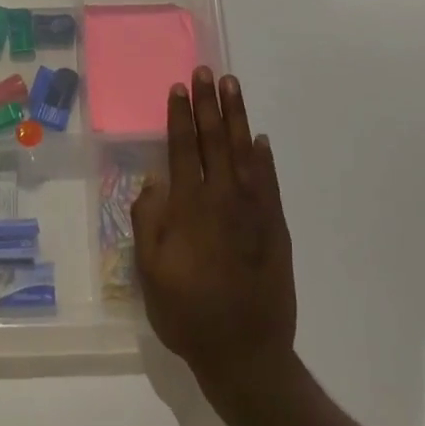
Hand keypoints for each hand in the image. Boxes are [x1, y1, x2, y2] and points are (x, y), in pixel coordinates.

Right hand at [132, 68, 296, 401]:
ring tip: (232, 87)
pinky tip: (259, 139)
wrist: (246, 353)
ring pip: (244, 153)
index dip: (179, 117)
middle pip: (214, 141)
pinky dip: (264, 157)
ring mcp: (254, 212)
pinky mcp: (276, 228)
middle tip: (207, 72)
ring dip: (237, 117)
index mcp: (189, 209)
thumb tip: (154, 183)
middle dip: (208, 104)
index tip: (178, 88)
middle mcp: (223, 200)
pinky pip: (269, 182)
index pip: (182, 150)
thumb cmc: (188, 314)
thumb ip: (149, 223)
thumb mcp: (149, 274)